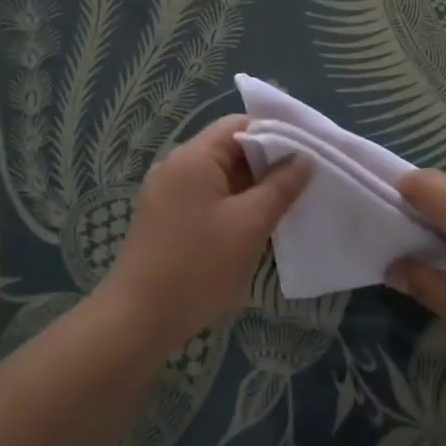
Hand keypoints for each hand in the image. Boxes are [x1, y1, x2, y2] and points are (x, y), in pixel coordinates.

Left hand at [106, 115, 310, 346]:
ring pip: (219, 177)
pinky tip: (253, 227)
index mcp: (193, 157)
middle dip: (266, 164)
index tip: (307, 155)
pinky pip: (206, 198)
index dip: (276, 134)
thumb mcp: (250, 225)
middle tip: (303, 184)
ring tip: (284, 207)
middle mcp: (175, 166)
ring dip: (251, 188)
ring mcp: (166, 194)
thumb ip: (280, 187)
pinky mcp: (165, 218)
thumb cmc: (198, 266)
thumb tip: (304, 158)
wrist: (138, 320)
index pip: (239, 125)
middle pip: (229, 149)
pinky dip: (232, 205)